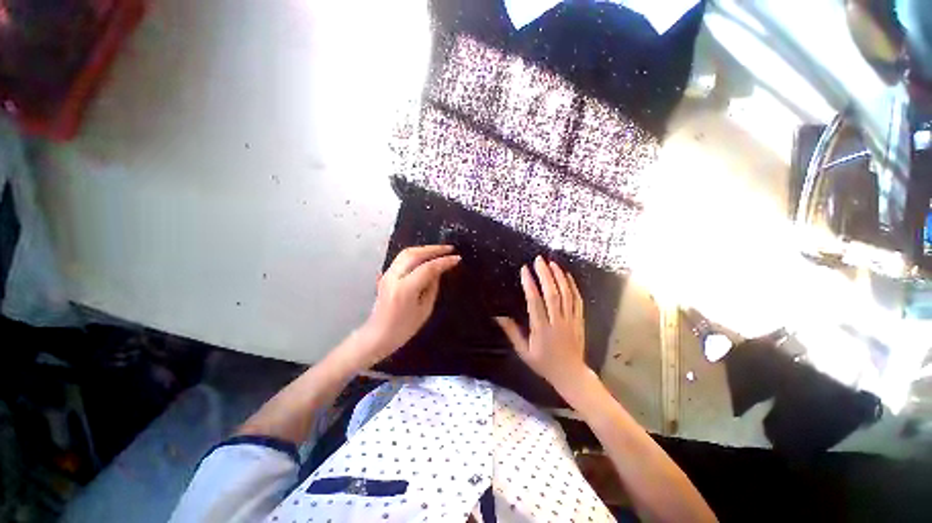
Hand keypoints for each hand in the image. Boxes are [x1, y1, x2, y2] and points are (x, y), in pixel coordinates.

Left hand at [354, 245, 459, 367]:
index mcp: (405, 289)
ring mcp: (387, 274)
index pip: (428, 268)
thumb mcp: (425, 310)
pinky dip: (416, 253)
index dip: (444, 261)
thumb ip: (432, 287)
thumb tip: (439, 271)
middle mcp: (394, 277)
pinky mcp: (386, 274)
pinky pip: (402, 258)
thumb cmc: (403, 328)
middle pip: (415, 254)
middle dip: (434, 249)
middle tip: (450, 249)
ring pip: (406, 253)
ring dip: (425, 249)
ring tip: (439, 250)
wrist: (377, 335)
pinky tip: (425, 255)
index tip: (457, 259)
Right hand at [495, 256, 589, 395]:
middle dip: (545, 275)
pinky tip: (567, 276)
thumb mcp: (524, 352)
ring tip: (552, 263)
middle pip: (552, 294)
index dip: (530, 284)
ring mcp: (571, 320)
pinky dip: (573, 286)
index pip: (535, 302)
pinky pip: (578, 301)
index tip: (525, 270)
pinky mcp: (579, 320)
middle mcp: (557, 322)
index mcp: (541, 330)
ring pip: (566, 294)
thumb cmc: (544, 364)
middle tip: (539, 260)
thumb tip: (499, 317)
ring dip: (559, 277)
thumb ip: (512, 333)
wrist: (571, 375)